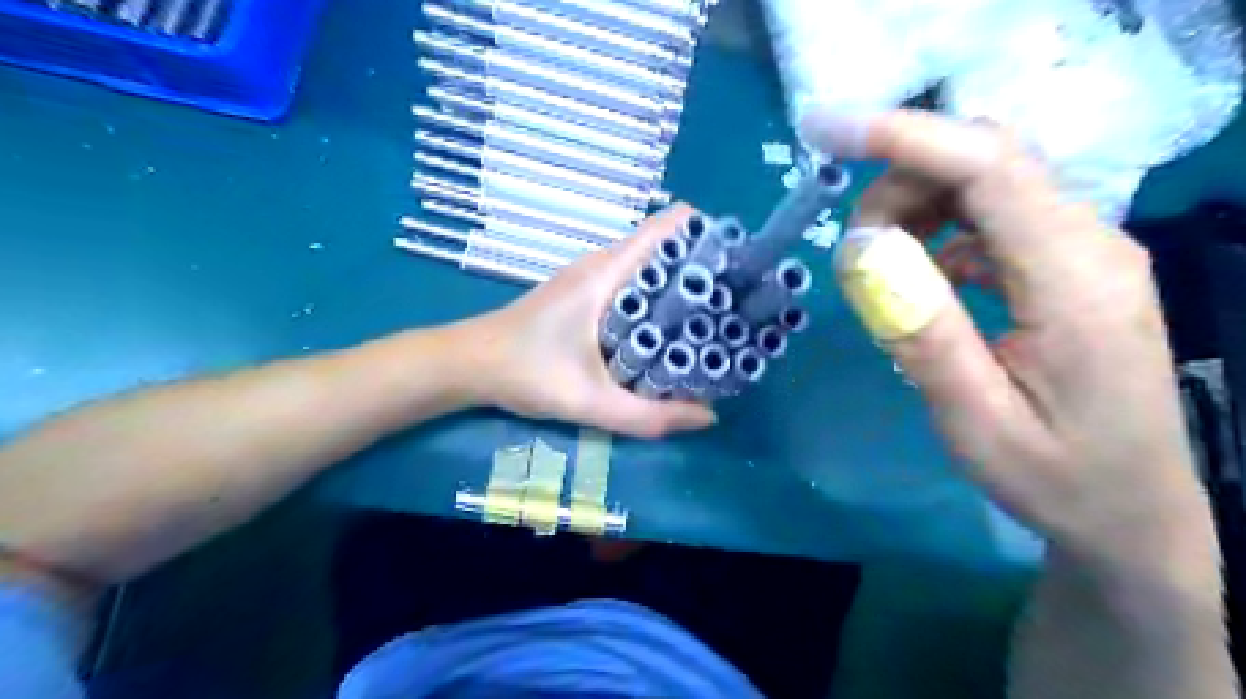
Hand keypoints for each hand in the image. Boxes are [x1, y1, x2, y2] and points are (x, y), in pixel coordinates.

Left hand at [457, 206, 716, 439]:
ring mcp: (591, 276)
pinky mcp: (583, 293)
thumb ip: (648, 416)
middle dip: (704, 268)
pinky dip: (657, 297)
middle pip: (667, 245)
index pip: (669, 226)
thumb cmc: (525, 373)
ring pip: (650, 265)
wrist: (468, 363)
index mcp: (607, 273)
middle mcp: (602, 264)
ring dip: (681, 285)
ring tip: (713, 318)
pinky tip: (668, 331)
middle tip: (735, 303)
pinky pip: (633, 282)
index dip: (709, 237)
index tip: (738, 267)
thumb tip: (708, 417)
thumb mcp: (589, 402)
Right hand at [798, 110, 1218, 577]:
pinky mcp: (1065, 264)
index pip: (987, 166)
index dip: (903, 136)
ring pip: (983, 182)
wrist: (1131, 508)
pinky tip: (920, 278)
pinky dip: (936, 229)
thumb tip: (862, 251)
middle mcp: (1089, 242)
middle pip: (983, 160)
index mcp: (1073, 278)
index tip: (826, 131)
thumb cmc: (1054, 475)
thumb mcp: (974, 417)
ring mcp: (1082, 248)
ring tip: (881, 270)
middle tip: (856, 254)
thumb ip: (921, 330)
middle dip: (899, 182)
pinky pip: (991, 216)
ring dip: (914, 207)